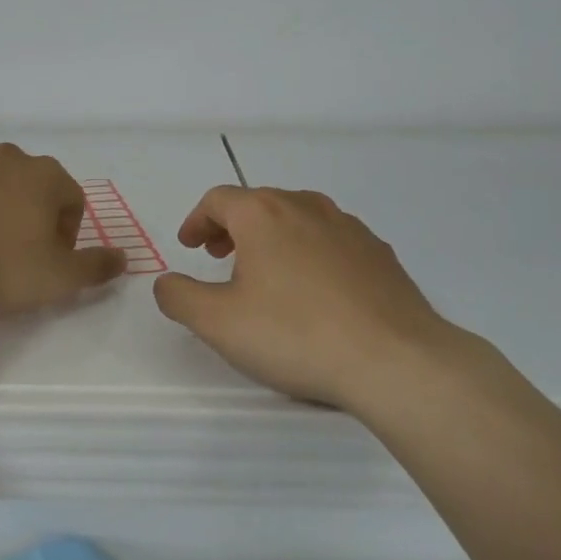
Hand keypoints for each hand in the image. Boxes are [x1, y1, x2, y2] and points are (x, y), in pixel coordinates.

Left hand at [0, 145, 125, 313]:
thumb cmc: (0, 267)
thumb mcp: (59, 277)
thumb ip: (97, 266)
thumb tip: (123, 259)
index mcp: (45, 175)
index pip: (71, 199)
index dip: (67, 233)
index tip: (49, 260)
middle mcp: (9, 157)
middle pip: (33, 186)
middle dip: (32, 215)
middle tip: (17, 254)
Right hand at [153, 186, 485, 415]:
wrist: (395, 360)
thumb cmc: (295, 334)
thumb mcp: (218, 322)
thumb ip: (179, 297)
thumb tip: (165, 282)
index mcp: (264, 214)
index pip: (219, 199)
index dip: (197, 220)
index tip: (189, 246)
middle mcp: (306, 207)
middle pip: (259, 203)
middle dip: (231, 226)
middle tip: (218, 256)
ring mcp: (349, 227)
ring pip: (297, 219)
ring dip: (271, 237)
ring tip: (264, 272)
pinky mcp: (379, 253)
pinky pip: (331, 240)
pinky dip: (308, 252)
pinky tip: (313, 291)